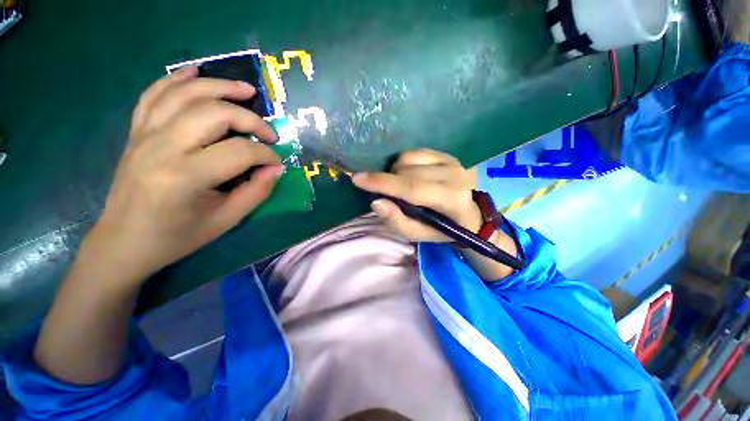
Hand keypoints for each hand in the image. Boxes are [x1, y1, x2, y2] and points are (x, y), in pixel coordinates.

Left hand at [87, 66, 283, 280]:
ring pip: (185, 94)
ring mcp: (144, 135)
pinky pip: (154, 95)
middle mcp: (162, 147)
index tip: (276, 164)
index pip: (240, 152)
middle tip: (269, 133)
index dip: (266, 155)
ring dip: (220, 86)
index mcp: (186, 176)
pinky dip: (176, 79)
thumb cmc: (178, 236)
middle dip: (250, 119)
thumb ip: (257, 192)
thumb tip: (276, 168)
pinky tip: (195, 72)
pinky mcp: (136, 132)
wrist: (124, 241)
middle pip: (214, 113)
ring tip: (246, 90)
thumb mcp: (226, 220)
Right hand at [352, 149, 481, 242]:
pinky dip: (404, 163)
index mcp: (450, 199)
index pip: (411, 187)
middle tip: (387, 193)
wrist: (470, 215)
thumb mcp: (418, 234)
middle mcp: (454, 175)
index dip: (382, 183)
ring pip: (408, 157)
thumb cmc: (443, 229)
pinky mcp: (447, 154)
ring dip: (395, 172)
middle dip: (387, 180)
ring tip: (401, 186)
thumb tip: (376, 202)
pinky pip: (415, 151)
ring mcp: (452, 161)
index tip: (357, 178)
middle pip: (406, 170)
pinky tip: (410, 175)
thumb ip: (397, 221)